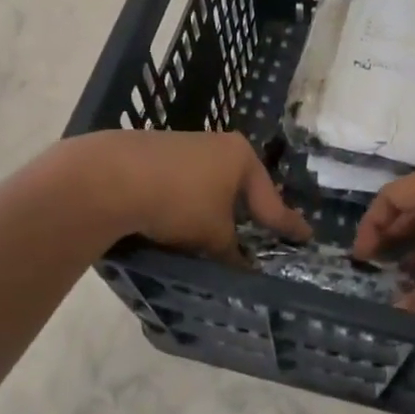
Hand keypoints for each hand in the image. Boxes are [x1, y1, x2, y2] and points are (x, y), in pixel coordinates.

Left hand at [62, 130, 308, 265]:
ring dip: (215, 207)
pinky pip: (184, 182)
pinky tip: (179, 217)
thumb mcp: (213, 235)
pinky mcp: (155, 152)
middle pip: (241, 186)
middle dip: (248, 210)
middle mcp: (218, 144)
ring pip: (210, 183)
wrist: (109, 176)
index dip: (287, 223)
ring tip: (216, 231)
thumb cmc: (179, 201)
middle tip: (260, 231)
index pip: (271, 199)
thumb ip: (232, 252)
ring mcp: (185, 144)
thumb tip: (244, 269)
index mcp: (241, 157)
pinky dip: (189, 201)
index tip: (305, 236)